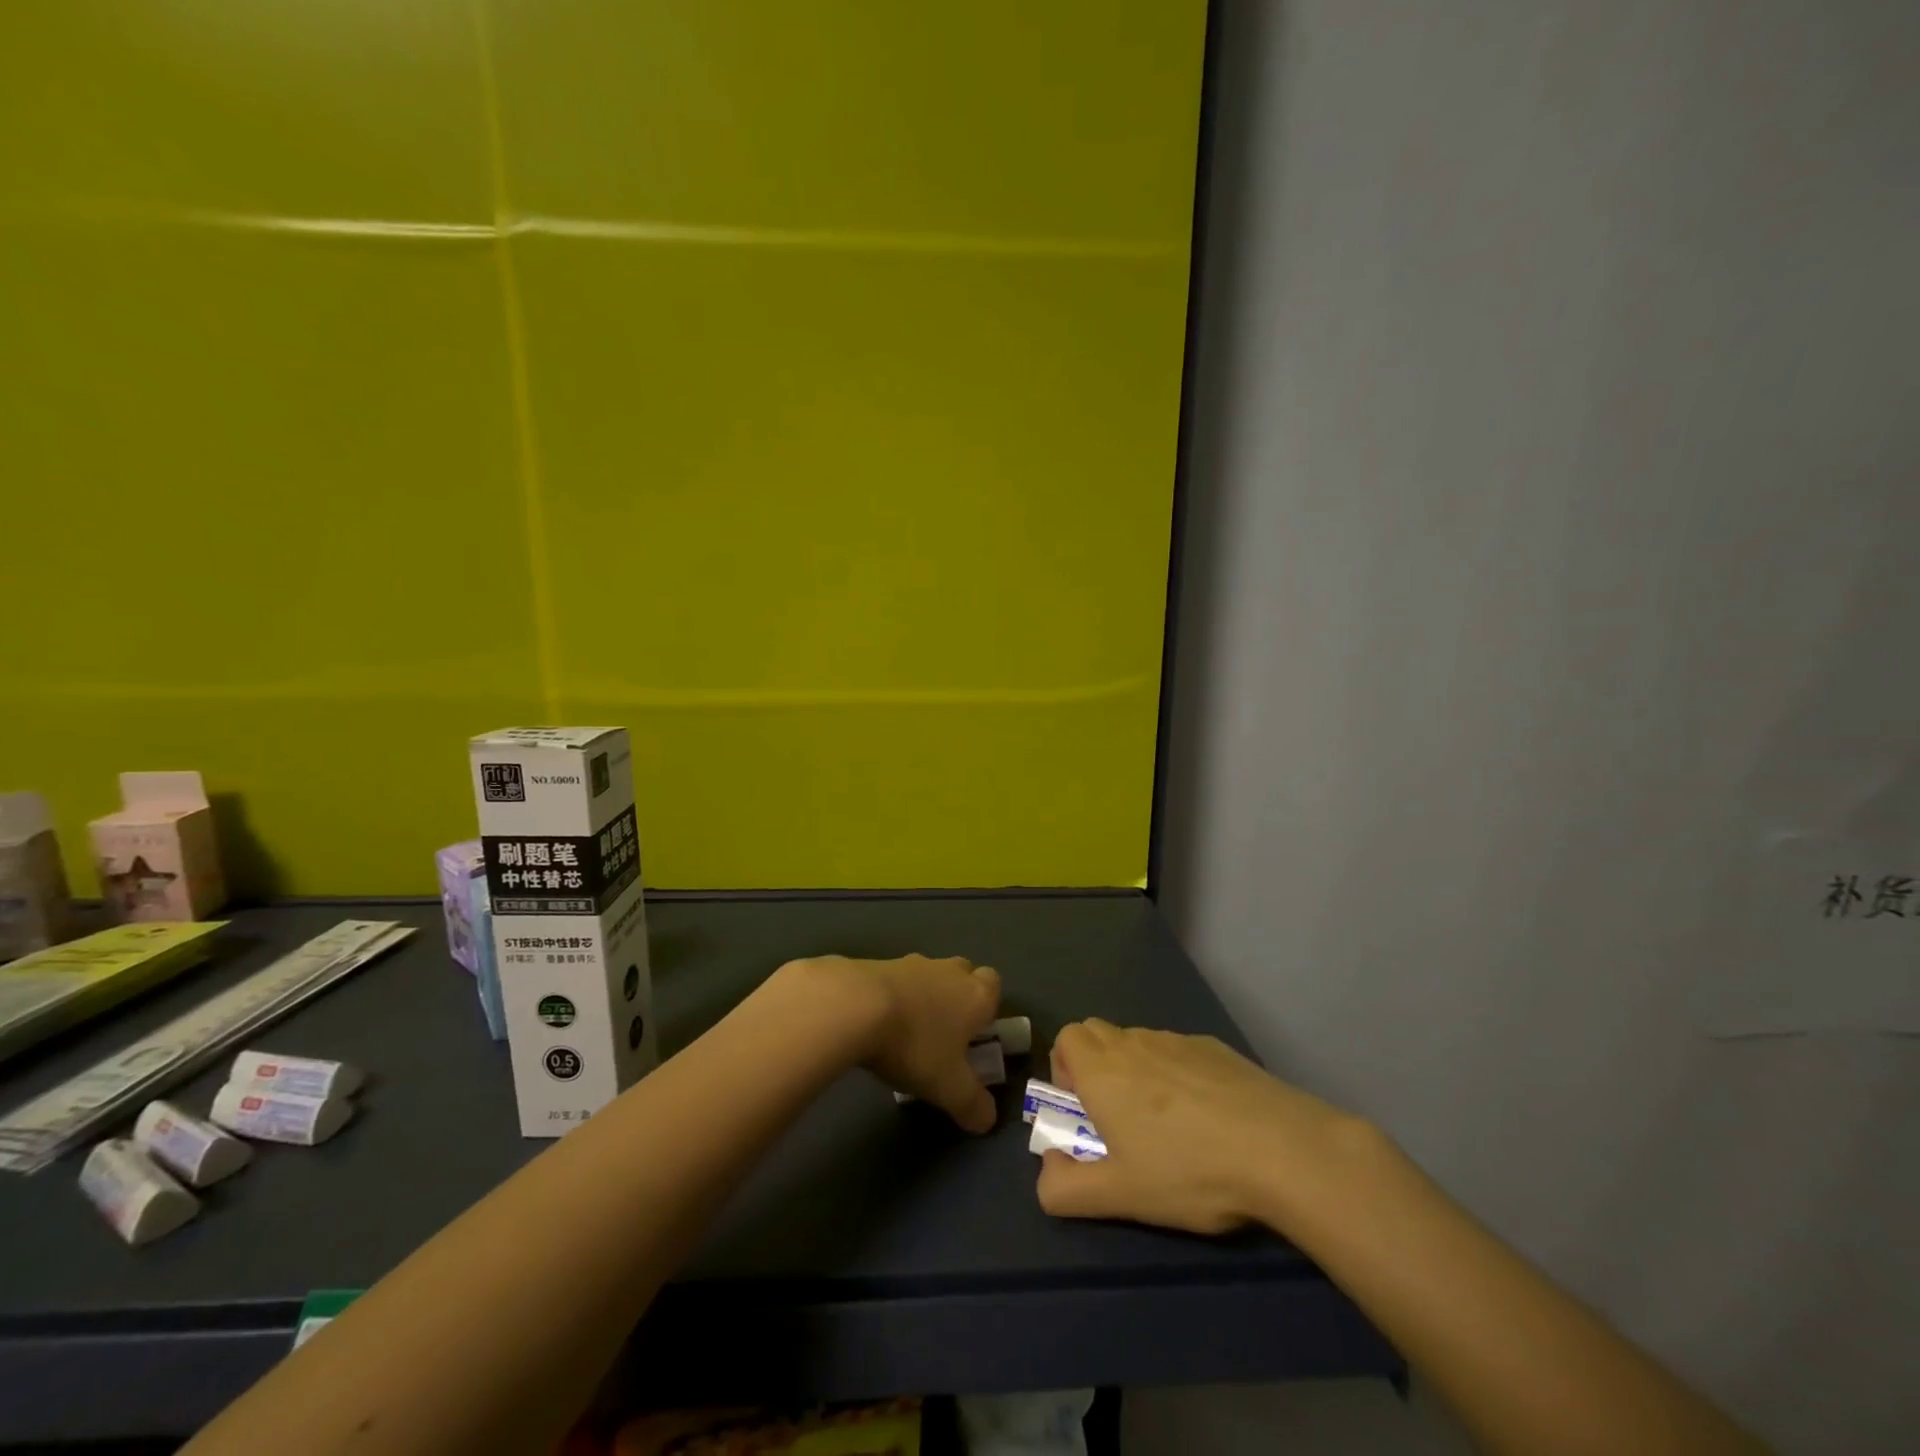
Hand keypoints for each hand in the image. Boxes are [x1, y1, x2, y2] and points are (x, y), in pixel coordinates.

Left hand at [791, 954, 1001, 1132]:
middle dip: (957, 997)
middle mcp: (948, 971)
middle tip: (944, 1032)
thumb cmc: (915, 1045)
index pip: (994, 984)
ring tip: (907, 1032)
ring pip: (927, 975)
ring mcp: (911, 963)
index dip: (988, 1006)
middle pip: (962, 973)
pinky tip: (877, 1023)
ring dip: (923, 996)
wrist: (855, 1006)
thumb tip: (987, 1120)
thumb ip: (973, 1105)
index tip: (975, 1033)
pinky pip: (894, 980)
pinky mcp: (877, 964)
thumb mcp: (949, 1088)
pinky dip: (892, 997)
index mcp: (974, 994)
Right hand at [1036, 1020, 1364, 1234]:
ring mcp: (1178, 1041)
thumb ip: (1065, 1189)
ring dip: (1137, 1070)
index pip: (1066, 1038)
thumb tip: (1048, 1170)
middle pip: (1098, 1033)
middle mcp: (1134, 1043)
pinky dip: (1178, 1074)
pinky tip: (1209, 1119)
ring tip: (1167, 1125)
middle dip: (1095, 1065)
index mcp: (1103, 1070)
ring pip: (1140, 1043)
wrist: (1280, 1148)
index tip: (1083, 1110)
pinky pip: (1180, 1052)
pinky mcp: (1217, 1048)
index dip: (1064, 1068)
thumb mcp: (1120, 1196)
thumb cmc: (1189, 1171)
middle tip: (1116, 1117)